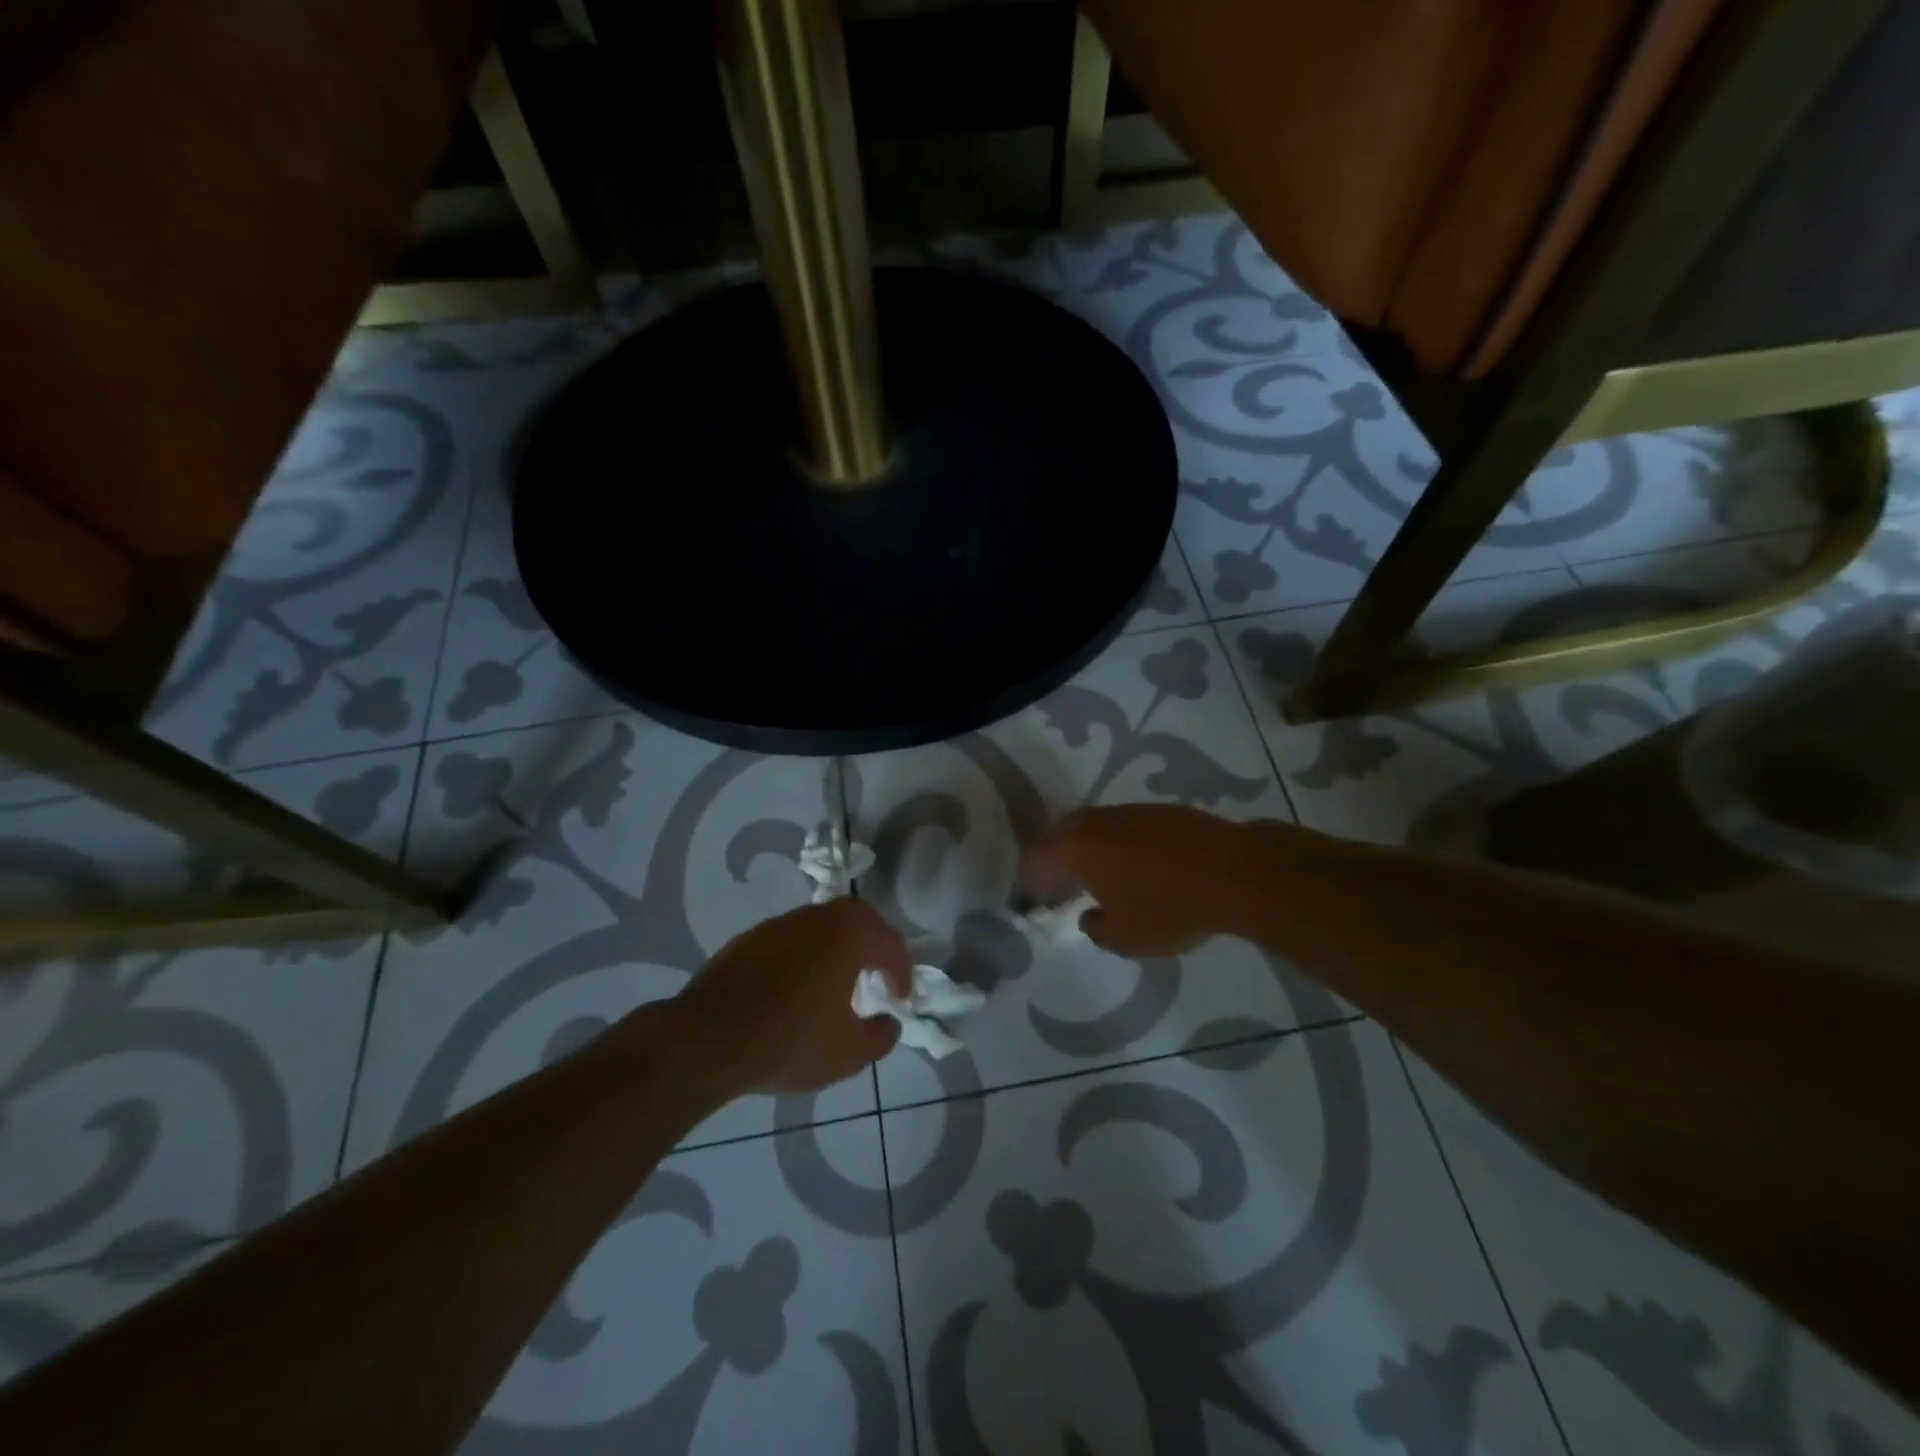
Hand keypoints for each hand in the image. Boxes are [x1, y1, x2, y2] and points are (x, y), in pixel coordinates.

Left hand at [675, 899, 911, 1094]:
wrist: (709, 1038)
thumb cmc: (790, 1041)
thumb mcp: (848, 1053)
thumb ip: (880, 1036)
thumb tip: (889, 1022)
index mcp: (848, 937)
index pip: (890, 944)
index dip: (902, 972)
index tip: (899, 1001)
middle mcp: (816, 919)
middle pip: (857, 916)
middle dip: (874, 942)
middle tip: (876, 974)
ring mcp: (778, 925)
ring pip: (821, 924)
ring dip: (837, 946)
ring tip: (835, 983)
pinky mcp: (748, 939)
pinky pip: (790, 938)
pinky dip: (804, 954)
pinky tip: (794, 988)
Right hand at [1021, 804, 1247, 957]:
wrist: (1234, 873)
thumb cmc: (1170, 908)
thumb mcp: (1126, 939)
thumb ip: (1096, 929)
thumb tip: (1089, 917)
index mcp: (1078, 848)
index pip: (1037, 857)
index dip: (1031, 880)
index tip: (1035, 901)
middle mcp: (1098, 822)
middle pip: (1062, 833)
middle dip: (1056, 858)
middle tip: (1062, 886)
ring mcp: (1131, 812)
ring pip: (1095, 826)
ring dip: (1088, 849)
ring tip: (1100, 878)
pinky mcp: (1161, 811)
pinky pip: (1124, 826)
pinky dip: (1119, 844)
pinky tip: (1136, 866)